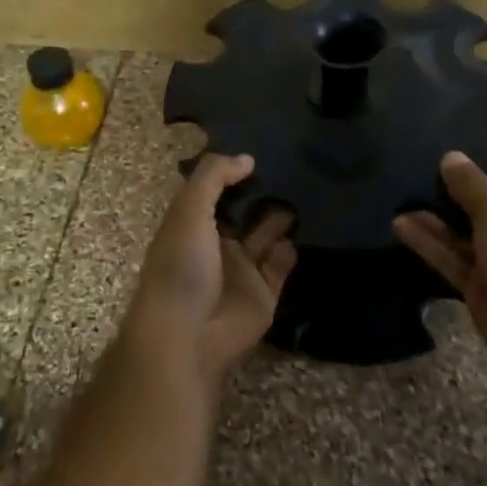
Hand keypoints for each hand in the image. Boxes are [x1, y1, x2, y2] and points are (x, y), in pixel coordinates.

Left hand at [125, 154, 296, 388]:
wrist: (188, 335)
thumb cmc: (181, 266)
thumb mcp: (189, 210)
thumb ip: (214, 177)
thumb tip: (247, 159)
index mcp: (192, 223)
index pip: (214, 190)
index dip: (232, 172)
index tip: (260, 150)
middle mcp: (217, 243)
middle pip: (244, 212)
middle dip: (263, 193)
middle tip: (293, 167)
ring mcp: (241, 270)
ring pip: (266, 236)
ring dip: (281, 218)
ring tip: (305, 192)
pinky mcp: (264, 294)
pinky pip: (281, 266)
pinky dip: (290, 250)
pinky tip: (301, 231)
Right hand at [393, 139, 486, 397]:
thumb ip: (471, 186)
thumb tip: (450, 157)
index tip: (466, 138)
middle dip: (459, 181)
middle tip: (420, 161)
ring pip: (464, 228)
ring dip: (437, 213)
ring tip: (401, 190)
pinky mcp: (482, 285)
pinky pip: (451, 256)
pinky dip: (428, 242)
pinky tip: (399, 223)